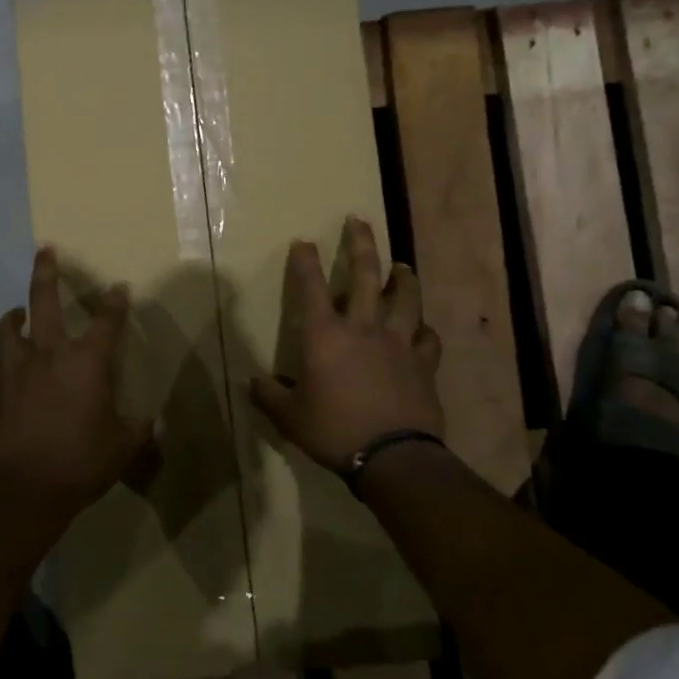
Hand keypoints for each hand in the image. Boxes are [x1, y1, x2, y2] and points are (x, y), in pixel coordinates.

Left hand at [0, 248, 154, 516]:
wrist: (24, 489)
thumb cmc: (81, 463)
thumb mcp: (123, 448)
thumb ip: (138, 430)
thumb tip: (153, 423)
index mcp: (87, 362)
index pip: (106, 321)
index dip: (115, 302)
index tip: (118, 289)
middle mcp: (49, 354)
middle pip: (44, 300)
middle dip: (46, 272)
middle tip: (44, 250)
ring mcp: (17, 369)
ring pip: (9, 327)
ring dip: (15, 315)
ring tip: (18, 312)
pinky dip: (6, 357)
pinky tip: (9, 365)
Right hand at [249, 217, 444, 472]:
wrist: (393, 457)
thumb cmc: (333, 430)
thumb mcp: (289, 417)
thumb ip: (269, 396)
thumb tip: (250, 383)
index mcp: (325, 336)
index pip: (310, 288)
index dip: (304, 262)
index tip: (302, 241)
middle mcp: (363, 329)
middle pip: (365, 276)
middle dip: (361, 244)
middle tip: (359, 221)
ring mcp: (398, 344)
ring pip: (406, 299)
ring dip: (404, 278)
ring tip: (403, 265)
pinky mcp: (424, 364)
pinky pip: (429, 338)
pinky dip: (425, 330)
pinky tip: (422, 328)